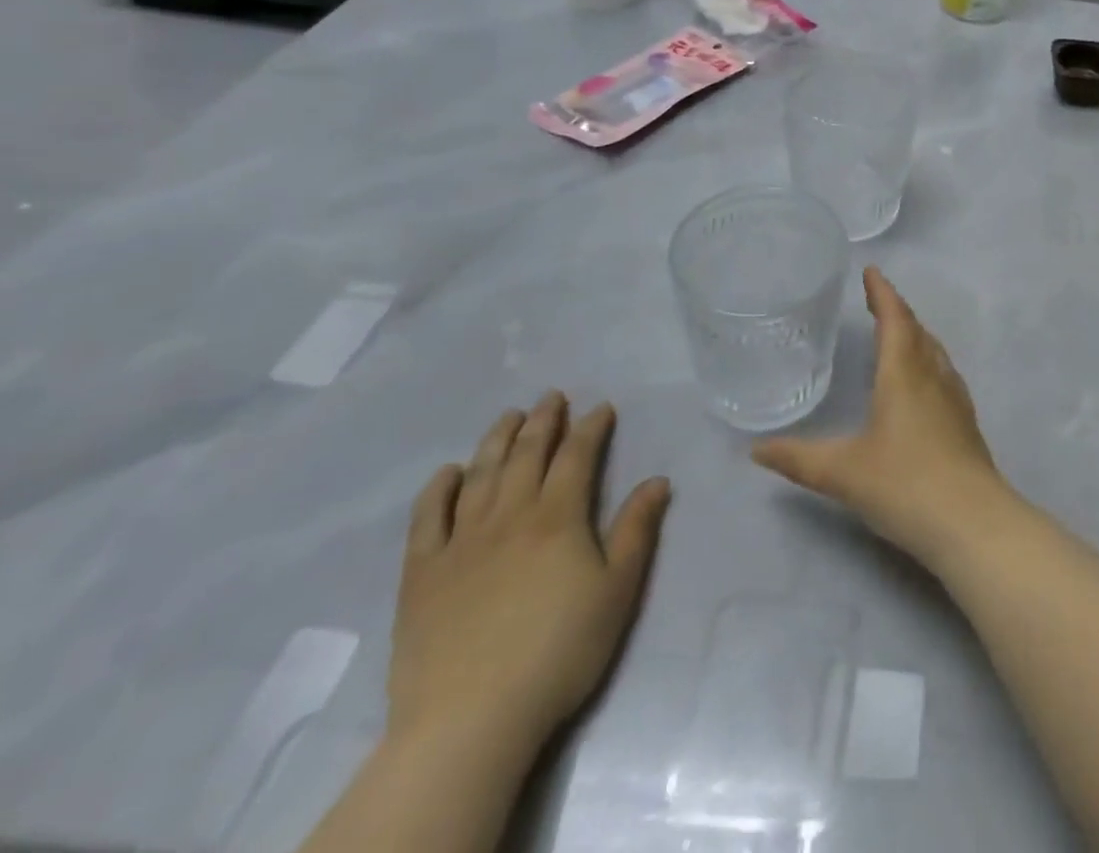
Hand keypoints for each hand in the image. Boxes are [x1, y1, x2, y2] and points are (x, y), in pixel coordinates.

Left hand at [389, 394, 671, 761]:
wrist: (471, 720)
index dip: (591, 427)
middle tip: (552, 397)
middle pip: (527, 455)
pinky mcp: (422, 574)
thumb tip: (657, 481)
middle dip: (543, 421)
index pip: (577, 456)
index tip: (601, 407)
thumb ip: (637, 530)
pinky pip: (427, 519)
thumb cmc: (559, 651)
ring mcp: (461, 543)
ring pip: (481, 475)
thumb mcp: (618, 591)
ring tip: (509, 416)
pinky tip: (448, 472)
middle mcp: (509, 516)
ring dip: (497, 440)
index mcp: (558, 517)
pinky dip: (438, 489)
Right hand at [753, 268, 1008, 566]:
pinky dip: (928, 361)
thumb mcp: (842, 473)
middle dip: (896, 311)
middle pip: (916, 330)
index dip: (882, 293)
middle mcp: (932, 376)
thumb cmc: (904, 485)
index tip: (871, 272)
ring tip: (898, 333)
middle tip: (877, 300)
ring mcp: (955, 398)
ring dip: (915, 334)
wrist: (972, 522)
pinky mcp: (966, 422)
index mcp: (904, 373)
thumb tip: (755, 451)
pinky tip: (923, 382)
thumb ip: (797, 459)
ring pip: (934, 351)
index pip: (894, 319)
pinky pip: (944, 373)